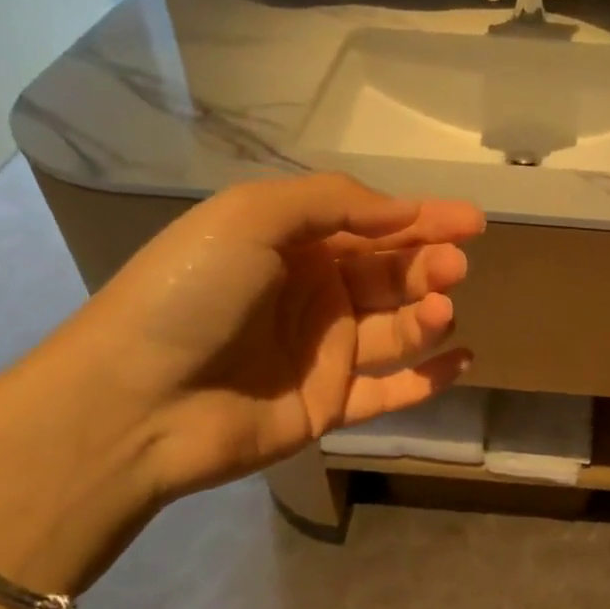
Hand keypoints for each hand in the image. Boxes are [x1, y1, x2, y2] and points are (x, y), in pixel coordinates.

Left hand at [59, 173, 484, 501]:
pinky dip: (429, 378)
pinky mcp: (328, 406)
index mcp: (292, 245)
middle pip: (389, 276)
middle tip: (454, 268)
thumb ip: (333, 202)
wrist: (136, 402)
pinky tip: (463, 361)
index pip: (372, 226)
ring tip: (444, 310)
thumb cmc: (192, 294)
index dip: (423, 219)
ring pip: (395, 331)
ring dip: (429, 317)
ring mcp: (322, 353)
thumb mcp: (252, 217)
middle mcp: (312, 295)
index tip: (473, 221)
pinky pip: (391, 391)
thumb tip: (404, 211)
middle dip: (428, 267)